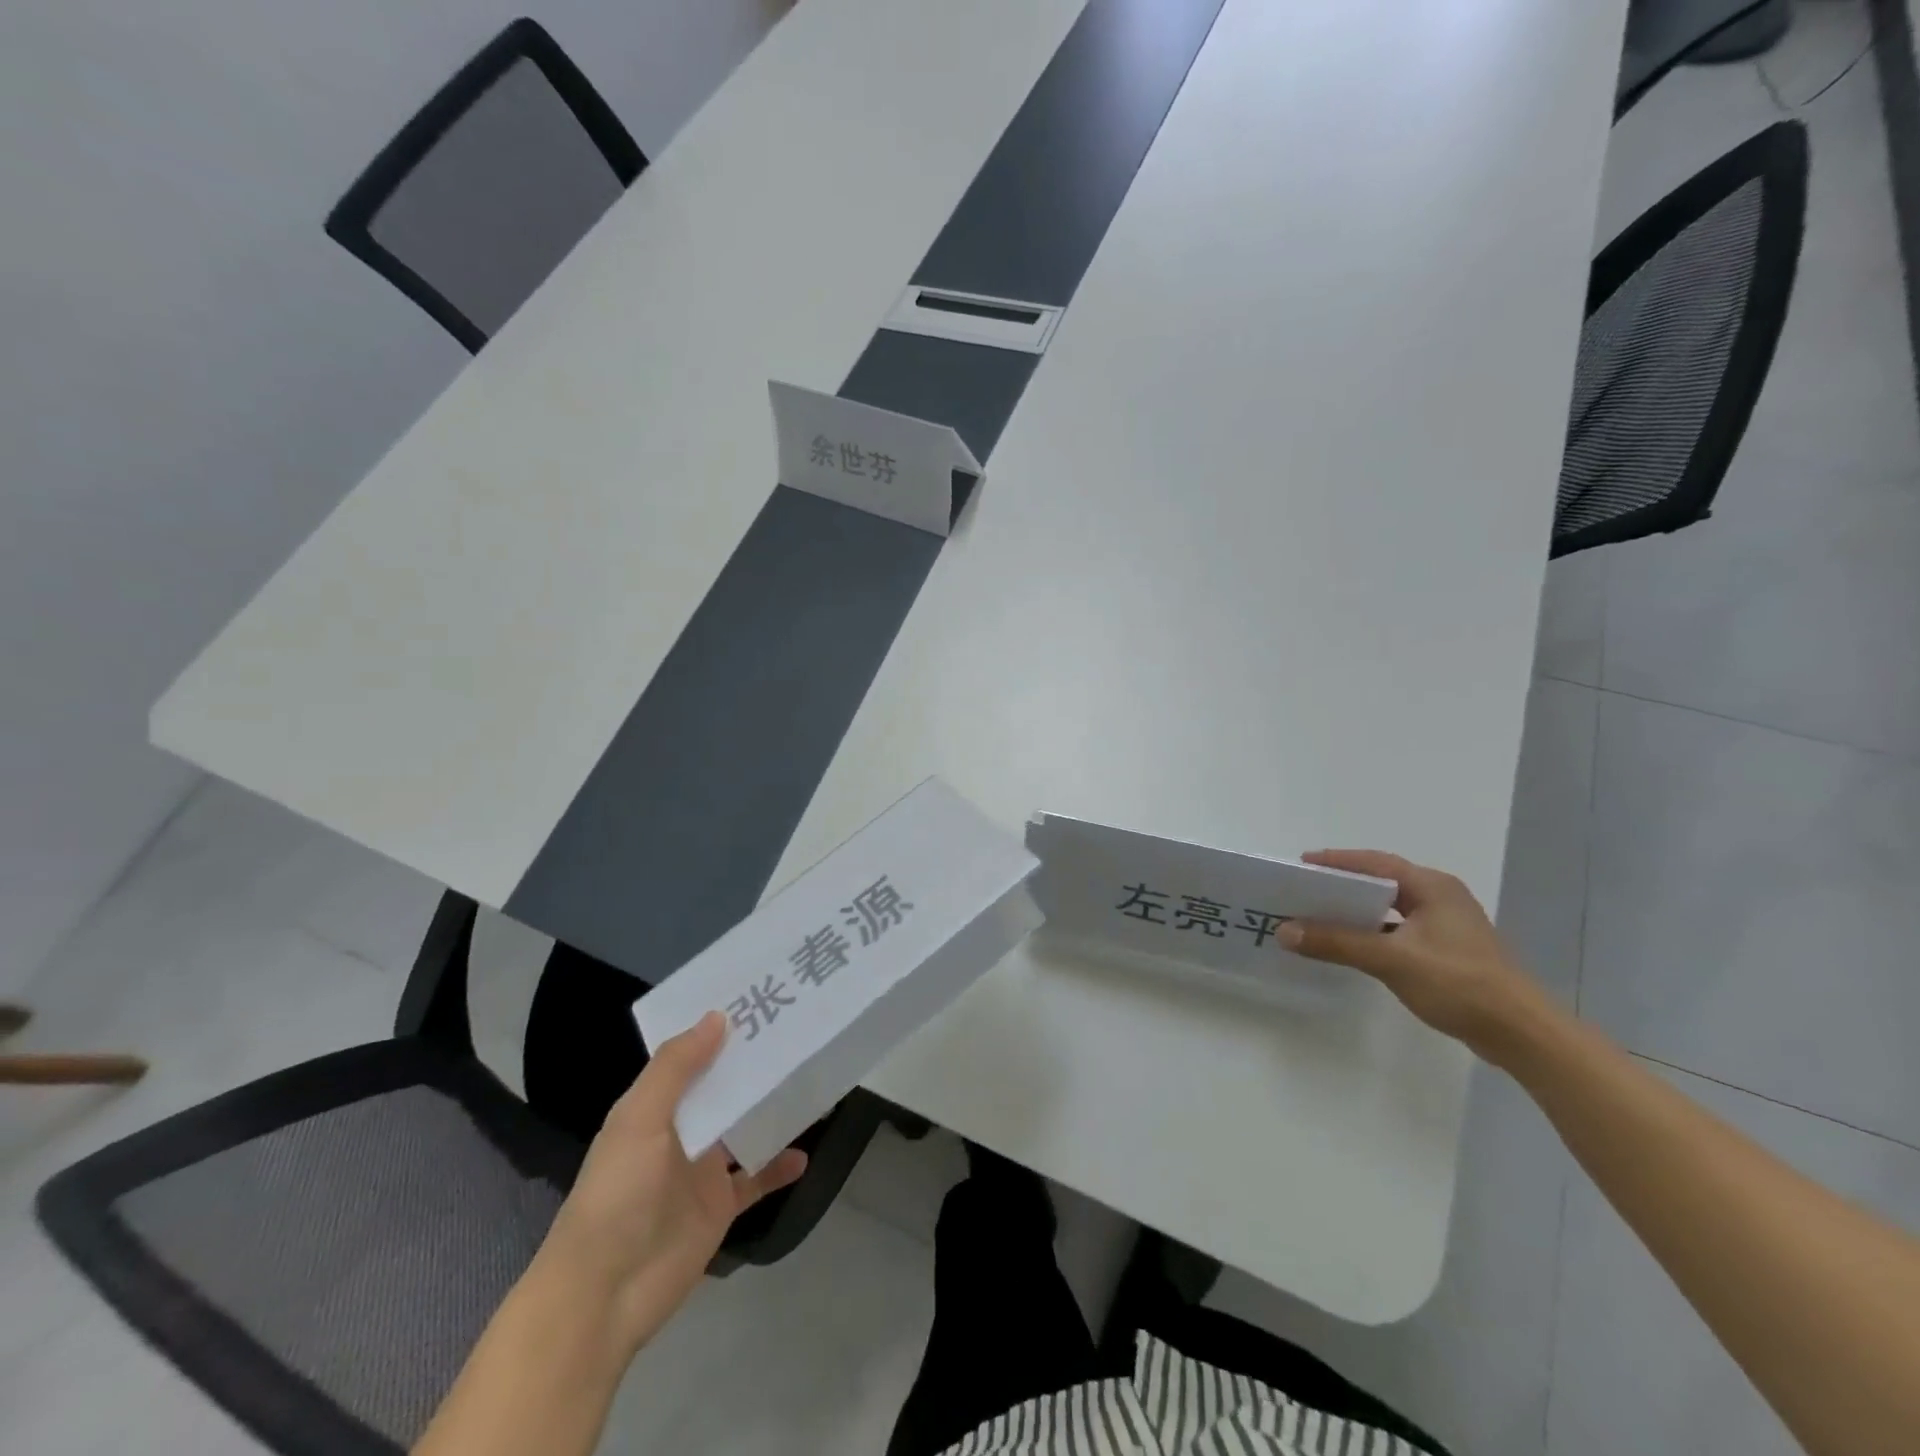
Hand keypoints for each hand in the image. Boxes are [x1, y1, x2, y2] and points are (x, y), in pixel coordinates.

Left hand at [534, 1012, 806, 1357]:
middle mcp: (680, 1131)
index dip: (720, 1030)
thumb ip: (675, 1068)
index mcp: (655, 1106)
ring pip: (745, 1127)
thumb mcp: (639, 1121)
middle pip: (724, 1088)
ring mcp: (702, 1170)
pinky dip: (779, 1167)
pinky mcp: (720, 1207)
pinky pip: (757, 1178)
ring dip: (773, 1108)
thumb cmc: (617, 1196)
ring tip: (814, 1080)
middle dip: (755, 1064)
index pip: (692, 1056)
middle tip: (800, 1030)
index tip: (760, 998)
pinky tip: (806, 1153)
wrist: (603, 1297)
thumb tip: (718, 1016)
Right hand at [1278, 849, 1559, 1063]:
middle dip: (1343, 885)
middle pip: (1382, 883)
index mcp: (1432, 887)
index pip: (1374, 863)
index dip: (1336, 861)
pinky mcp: (1448, 951)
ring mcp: (1447, 925)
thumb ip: (1337, 942)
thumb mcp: (1391, 959)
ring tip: (1319, 915)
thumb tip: (1284, 930)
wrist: (1521, 1033)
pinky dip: (1373, 932)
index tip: (1301, 864)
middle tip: (1304, 889)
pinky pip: (1399, 930)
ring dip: (1357, 911)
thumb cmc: (1459, 983)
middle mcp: (1440, 897)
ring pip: (1391, 908)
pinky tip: (1351, 945)